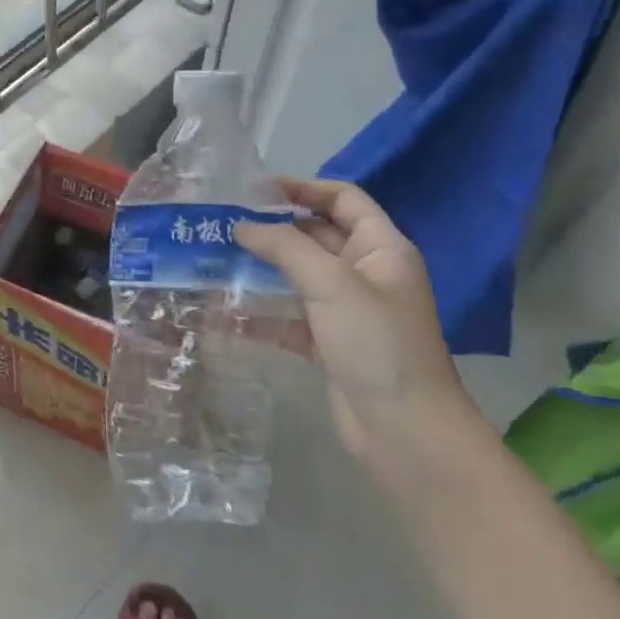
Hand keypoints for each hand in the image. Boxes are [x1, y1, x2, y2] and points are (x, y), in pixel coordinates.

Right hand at [236, 179, 479, 466]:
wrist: (404, 431)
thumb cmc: (376, 343)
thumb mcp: (331, 283)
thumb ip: (285, 246)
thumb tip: (242, 225)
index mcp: (380, 248)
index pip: (343, 199)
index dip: (303, 187)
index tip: (256, 188)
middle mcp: (365, 273)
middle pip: (316, 236)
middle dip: (273, 229)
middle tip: (223, 223)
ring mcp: (347, 310)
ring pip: (298, 277)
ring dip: (262, 270)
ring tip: (215, 260)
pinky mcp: (329, 343)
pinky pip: (289, 318)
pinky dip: (261, 314)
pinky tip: (224, 314)